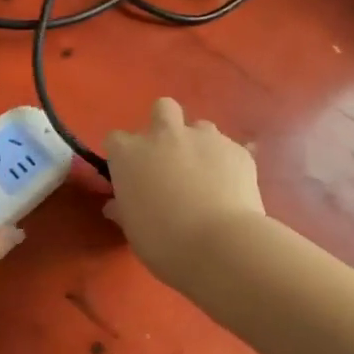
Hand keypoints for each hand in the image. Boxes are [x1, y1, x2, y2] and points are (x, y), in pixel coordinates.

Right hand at [103, 98, 265, 283]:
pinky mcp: (237, 150)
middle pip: (162, 109)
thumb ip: (124, 209)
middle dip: (164, 126)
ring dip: (198, 145)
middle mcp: (165, 135)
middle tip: (168, 158)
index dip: (123, 155)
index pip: (116, 139)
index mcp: (130, 153)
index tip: (129, 174)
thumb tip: (116, 205)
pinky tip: (229, 189)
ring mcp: (205, 138)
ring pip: (199, 127)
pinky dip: (226, 163)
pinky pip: (228, 149)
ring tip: (205, 176)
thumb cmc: (163, 241)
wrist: (220, 245)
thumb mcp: (133, 229)